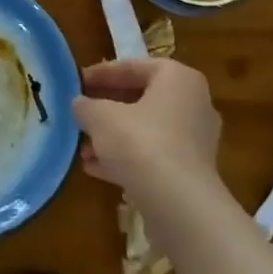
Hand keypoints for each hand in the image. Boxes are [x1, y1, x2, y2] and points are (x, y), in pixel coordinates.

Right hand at [73, 58, 221, 190]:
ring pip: (146, 130)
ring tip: (82, 146)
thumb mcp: (101, 117)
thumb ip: (86, 105)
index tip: (76, 82)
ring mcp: (195, 141)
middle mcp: (193, 104)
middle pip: (141, 99)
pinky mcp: (191, 173)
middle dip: (106, 108)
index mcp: (178, 79)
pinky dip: (126, 159)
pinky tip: (94, 168)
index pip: (133, 67)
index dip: (101, 74)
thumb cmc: (141, 143)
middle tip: (80, 113)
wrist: (179, 206)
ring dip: (113, 137)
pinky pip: (153, 157)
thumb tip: (79, 104)